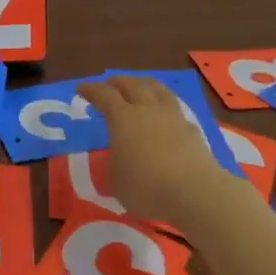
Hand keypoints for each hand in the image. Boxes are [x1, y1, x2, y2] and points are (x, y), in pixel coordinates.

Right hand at [78, 76, 239, 229]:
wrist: (195, 192)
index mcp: (123, 118)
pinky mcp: (192, 130)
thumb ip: (114, 163)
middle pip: (132, 84)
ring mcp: (173, 117)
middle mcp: (148, 110)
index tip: (81, 88)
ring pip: (157, 89)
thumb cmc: (146, 186)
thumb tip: (120, 158)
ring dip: (144, 84)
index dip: (91, 89)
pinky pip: (174, 109)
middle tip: (110, 84)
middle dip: (118, 82)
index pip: (104, 95)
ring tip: (139, 87)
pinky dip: (163, 106)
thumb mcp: (116, 180)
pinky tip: (163, 116)